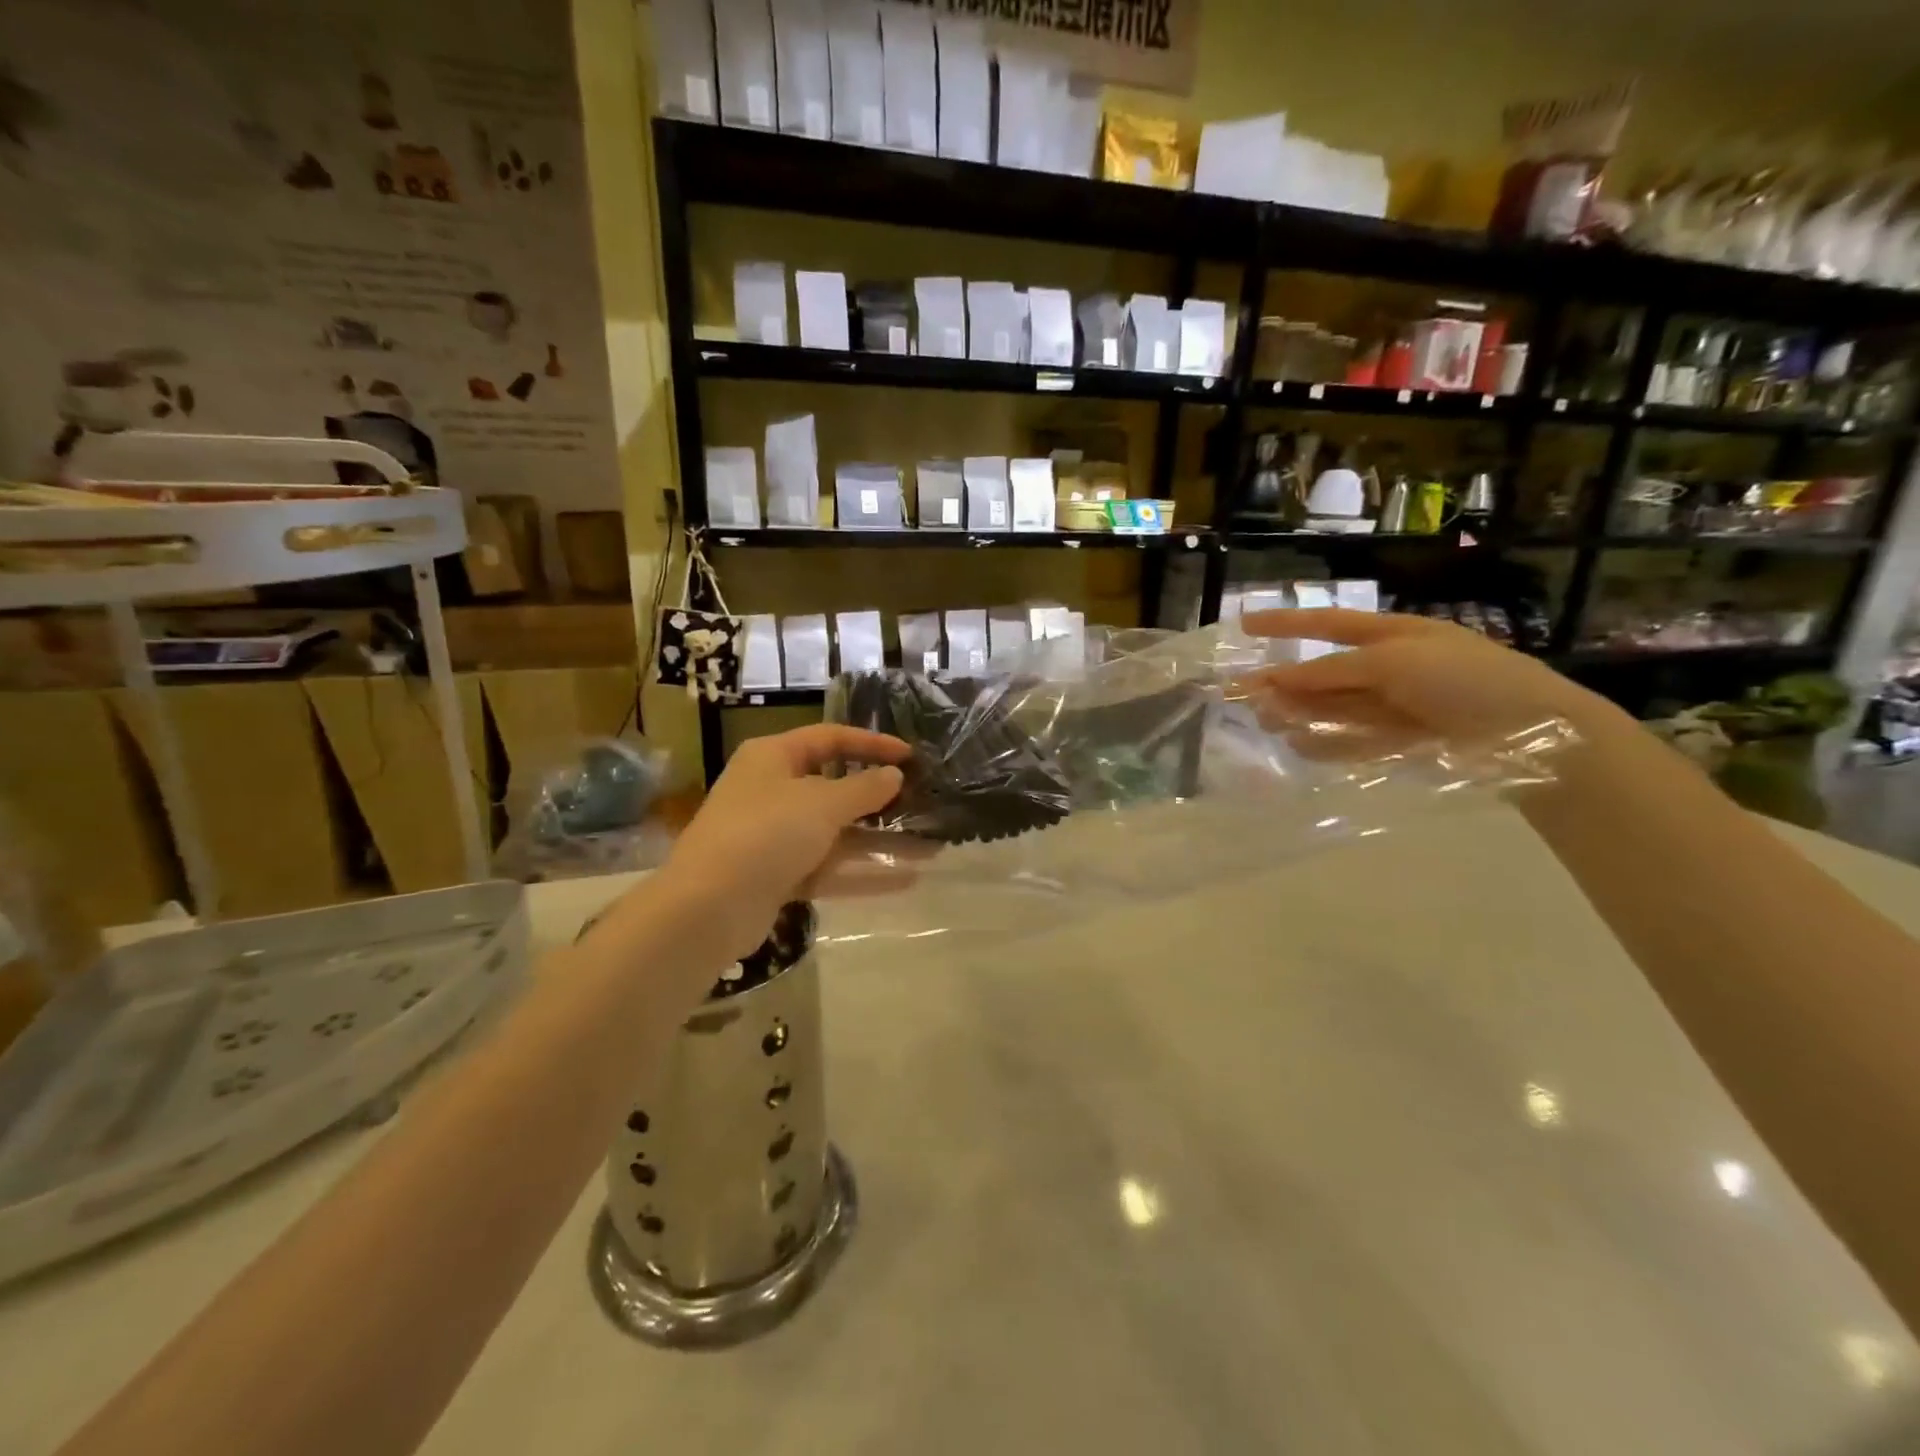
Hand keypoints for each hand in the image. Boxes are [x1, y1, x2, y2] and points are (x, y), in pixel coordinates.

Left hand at [654, 725, 909, 962]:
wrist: (708, 908)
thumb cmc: (766, 833)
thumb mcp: (822, 804)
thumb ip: (864, 789)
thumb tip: (894, 775)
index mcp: (774, 757)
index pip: (831, 738)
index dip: (872, 744)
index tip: (911, 755)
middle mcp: (773, 791)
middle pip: (835, 787)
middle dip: (880, 798)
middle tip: (922, 802)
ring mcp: (775, 836)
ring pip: (837, 833)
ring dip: (880, 841)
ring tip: (930, 846)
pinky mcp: (779, 876)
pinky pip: (829, 867)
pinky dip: (863, 872)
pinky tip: (907, 879)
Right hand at [1238, 609, 1631, 754]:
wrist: (1531, 731)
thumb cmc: (1463, 679)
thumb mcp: (1394, 661)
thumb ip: (1332, 671)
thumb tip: (1277, 679)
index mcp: (1393, 635)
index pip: (1328, 624)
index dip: (1286, 623)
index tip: (1244, 625)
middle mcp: (1391, 668)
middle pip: (1325, 673)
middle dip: (1285, 682)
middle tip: (1242, 696)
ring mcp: (1396, 706)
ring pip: (1334, 708)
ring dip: (1298, 714)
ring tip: (1266, 723)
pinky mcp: (1402, 741)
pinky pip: (1354, 740)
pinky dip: (1326, 743)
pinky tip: (1300, 746)